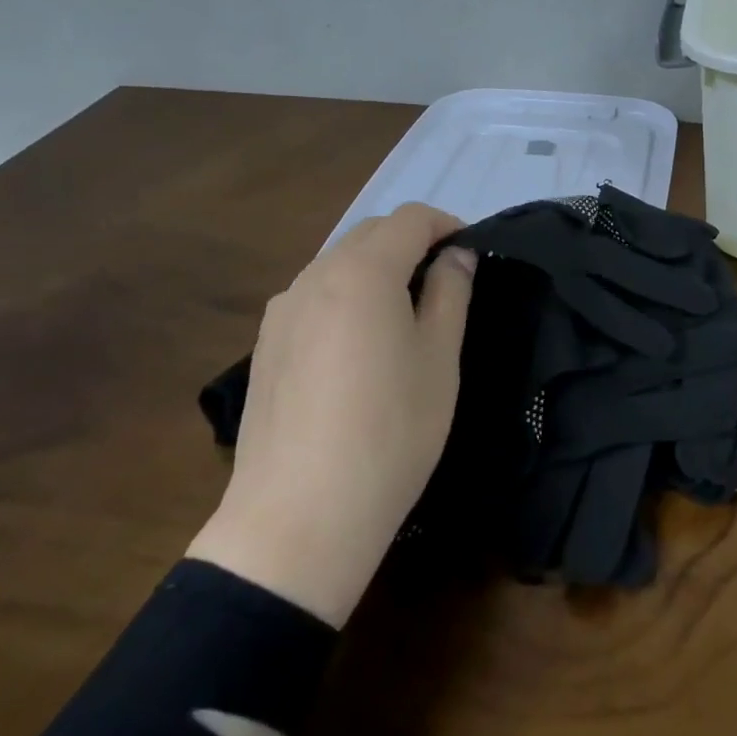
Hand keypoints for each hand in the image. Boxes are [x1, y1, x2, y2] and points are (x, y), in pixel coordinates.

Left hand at [188, 204, 476, 626]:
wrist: (300, 517)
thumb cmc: (391, 431)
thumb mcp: (440, 358)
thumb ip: (450, 292)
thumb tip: (454, 256)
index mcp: (363, 272)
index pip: (411, 218)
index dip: (447, 225)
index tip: (471, 254)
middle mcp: (315, 275)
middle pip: (371, 233)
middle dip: (412, 242)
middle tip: (445, 281)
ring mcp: (282, 310)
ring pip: (338, 262)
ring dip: (377, 268)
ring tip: (404, 314)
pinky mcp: (264, 344)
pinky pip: (314, 295)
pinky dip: (346, 295)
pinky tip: (358, 346)